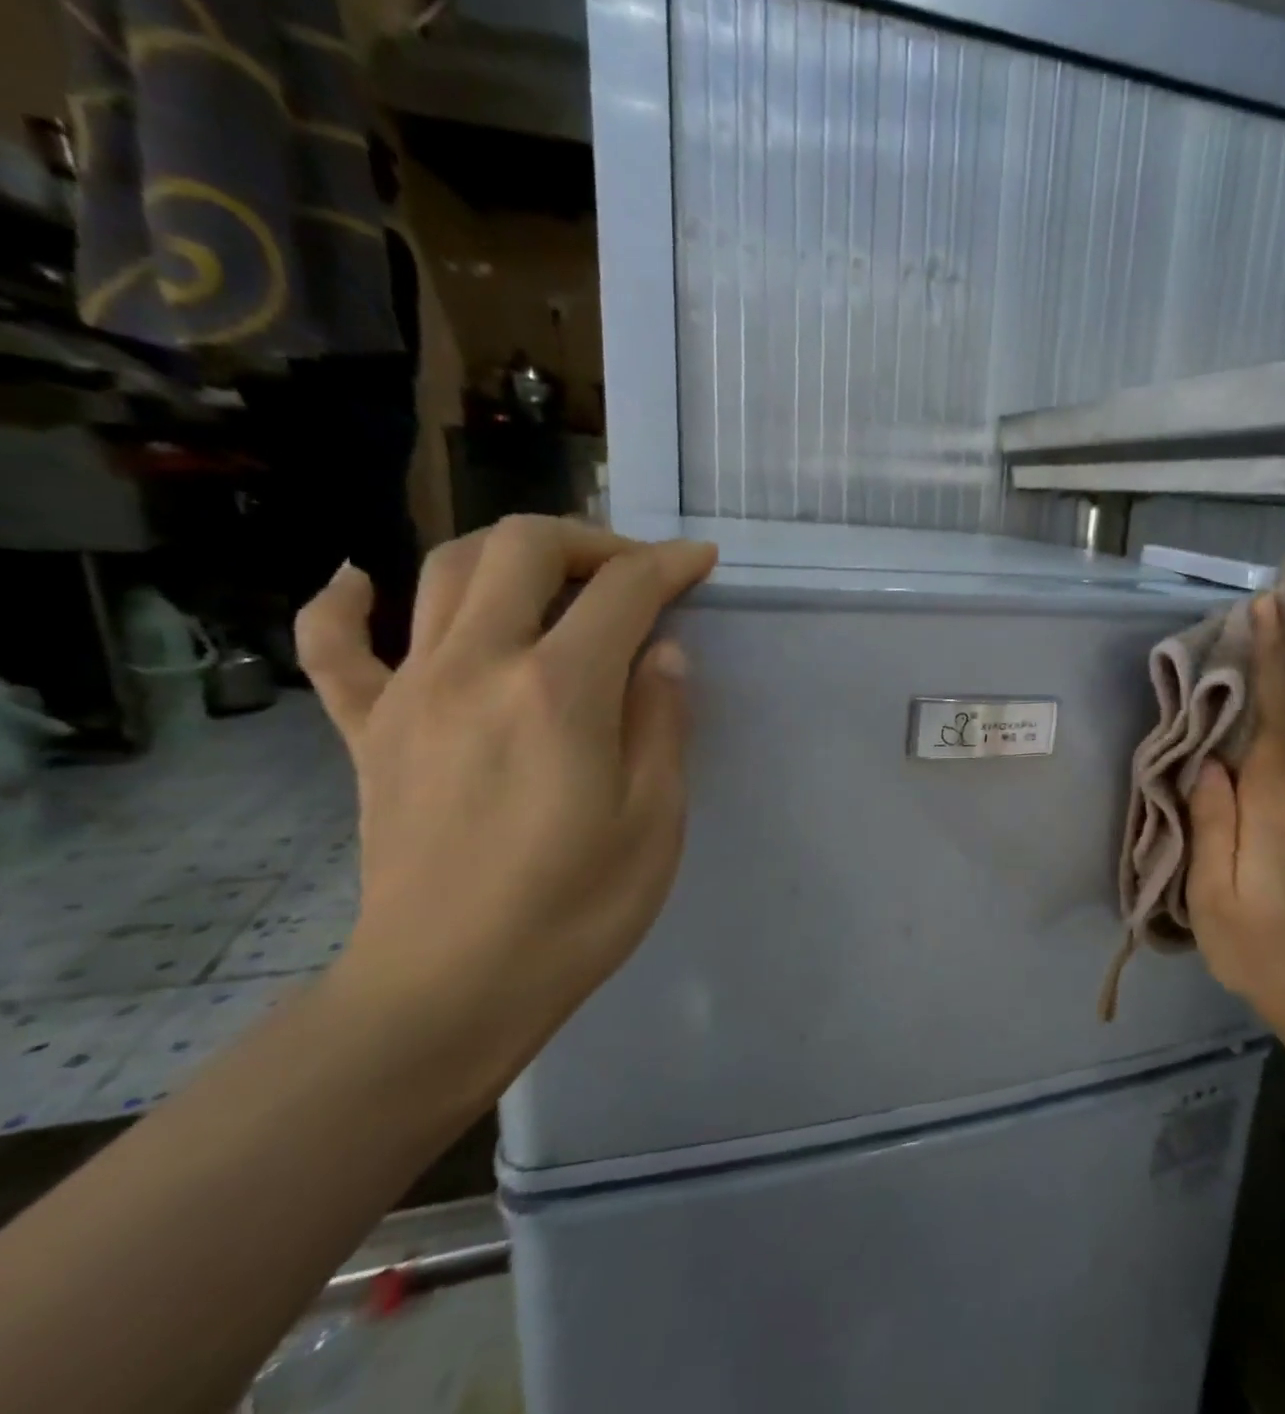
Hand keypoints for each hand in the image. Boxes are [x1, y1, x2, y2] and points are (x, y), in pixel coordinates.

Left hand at [293, 516, 717, 1100]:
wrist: (448, 991)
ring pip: (445, 571)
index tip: (701, 561)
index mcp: (559, 692)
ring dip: (509, 553)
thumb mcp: (655, 818)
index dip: (670, 564)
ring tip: (555, 578)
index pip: (623, 591)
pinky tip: (363, 581)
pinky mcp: (368, 732)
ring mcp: (410, 694)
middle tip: (633, 572)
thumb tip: (663, 651)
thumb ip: (662, 719)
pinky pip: (335, 647)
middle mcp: (477, 668)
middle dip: (592, 541)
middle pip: (524, 548)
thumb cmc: (576, 910)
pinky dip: (344, 602)